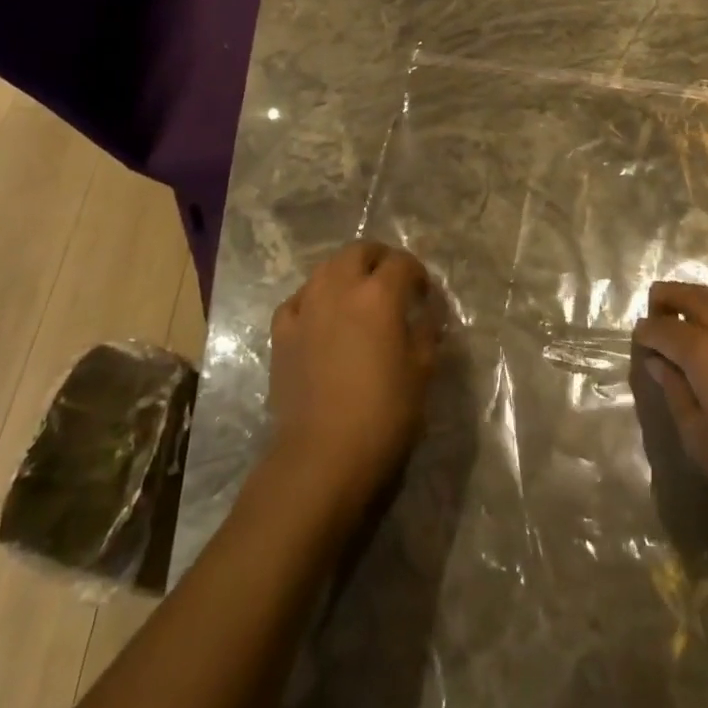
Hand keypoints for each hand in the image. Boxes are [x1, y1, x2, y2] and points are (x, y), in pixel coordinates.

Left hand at [267, 241, 441, 517]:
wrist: (321, 456)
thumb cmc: (383, 415)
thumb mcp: (421, 372)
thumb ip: (426, 333)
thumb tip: (426, 315)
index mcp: (379, 295)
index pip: (402, 263)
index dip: (417, 273)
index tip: (423, 293)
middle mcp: (339, 288)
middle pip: (359, 251)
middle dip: (379, 260)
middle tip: (391, 282)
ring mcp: (306, 307)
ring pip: (326, 268)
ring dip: (346, 273)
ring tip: (357, 297)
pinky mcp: (282, 332)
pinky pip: (299, 299)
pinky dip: (314, 298)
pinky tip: (321, 317)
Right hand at [633, 282, 707, 562]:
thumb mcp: (699, 441)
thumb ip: (674, 392)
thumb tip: (658, 362)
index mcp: (703, 352)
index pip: (662, 328)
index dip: (646, 333)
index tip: (640, 343)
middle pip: (691, 294)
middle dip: (667, 300)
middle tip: (658, 316)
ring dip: (705, 301)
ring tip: (698, 319)